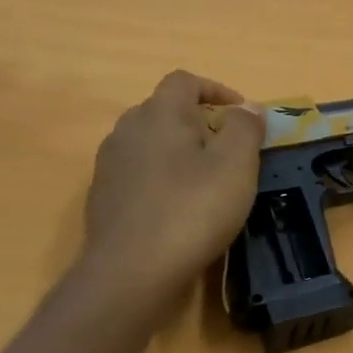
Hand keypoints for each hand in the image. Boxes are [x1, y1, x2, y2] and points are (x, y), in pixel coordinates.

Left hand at [80, 70, 263, 294]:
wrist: (132, 272)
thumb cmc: (192, 210)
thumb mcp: (236, 165)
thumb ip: (245, 128)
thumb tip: (247, 107)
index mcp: (160, 114)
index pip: (185, 81)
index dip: (216, 90)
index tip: (242, 115)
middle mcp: (127, 130)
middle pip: (165, 110)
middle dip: (199, 122)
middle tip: (229, 150)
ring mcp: (110, 165)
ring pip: (150, 143)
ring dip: (179, 151)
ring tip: (206, 180)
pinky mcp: (104, 198)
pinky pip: (138, 174)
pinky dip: (162, 179)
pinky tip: (179, 208)